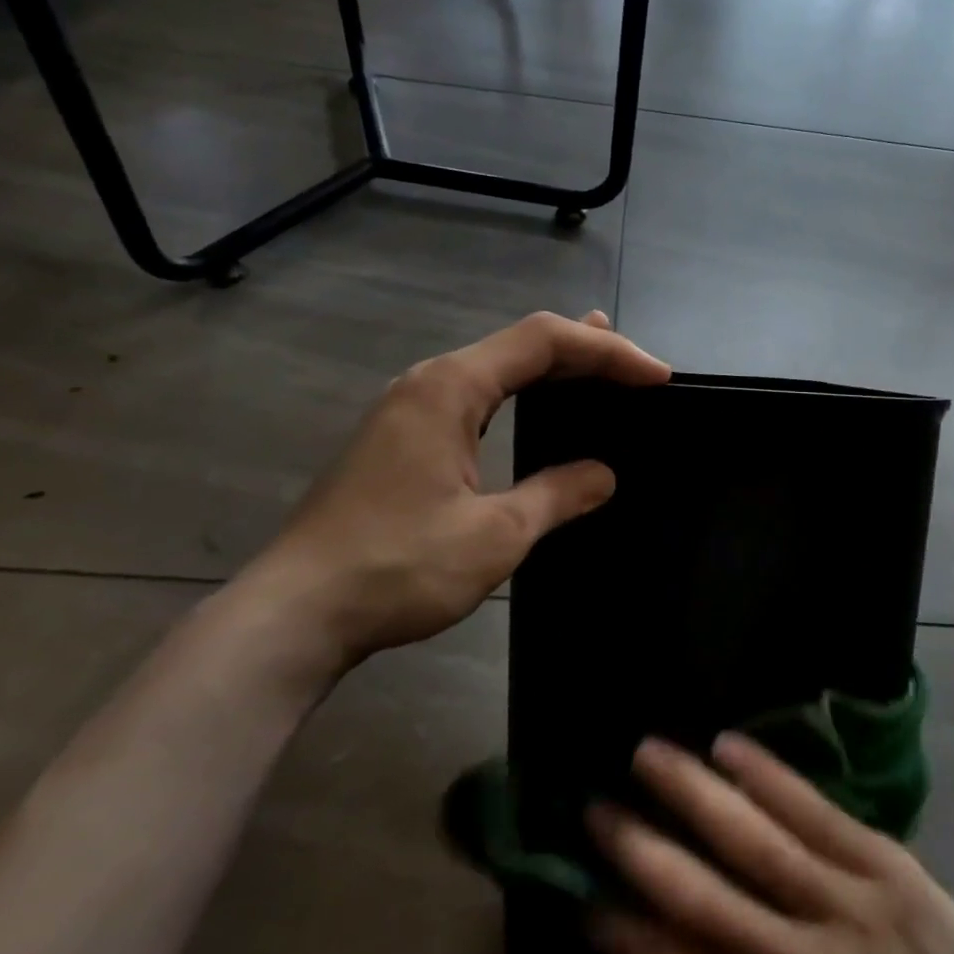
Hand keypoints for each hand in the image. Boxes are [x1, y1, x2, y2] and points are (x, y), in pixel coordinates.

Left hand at [235, 310, 668, 676]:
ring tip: (597, 366)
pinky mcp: (400, 439)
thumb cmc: (398, 567)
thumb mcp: (495, 533)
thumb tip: (604, 475)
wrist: (297, 612)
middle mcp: (428, 382)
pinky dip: (519, 394)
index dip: (607, 351)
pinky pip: (475, 397)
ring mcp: (409, 409)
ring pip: (495, 368)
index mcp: (451, 387)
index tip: (656, 376)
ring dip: (550, 368)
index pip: (544, 342)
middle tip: (635, 365)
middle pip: (519, 344)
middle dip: (583, 350)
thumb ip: (557, 494)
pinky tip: (534, 409)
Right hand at [586, 735, 953, 953]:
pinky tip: (727, 745)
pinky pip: (817, 812)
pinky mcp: (887, 866)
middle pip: (709, 905)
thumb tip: (674, 939)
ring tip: (648, 753)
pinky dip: (767, 776)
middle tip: (595, 809)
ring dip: (695, 794)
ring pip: (758, 843)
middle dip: (643, 852)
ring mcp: (851, 910)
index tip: (580, 895)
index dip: (627, 937)